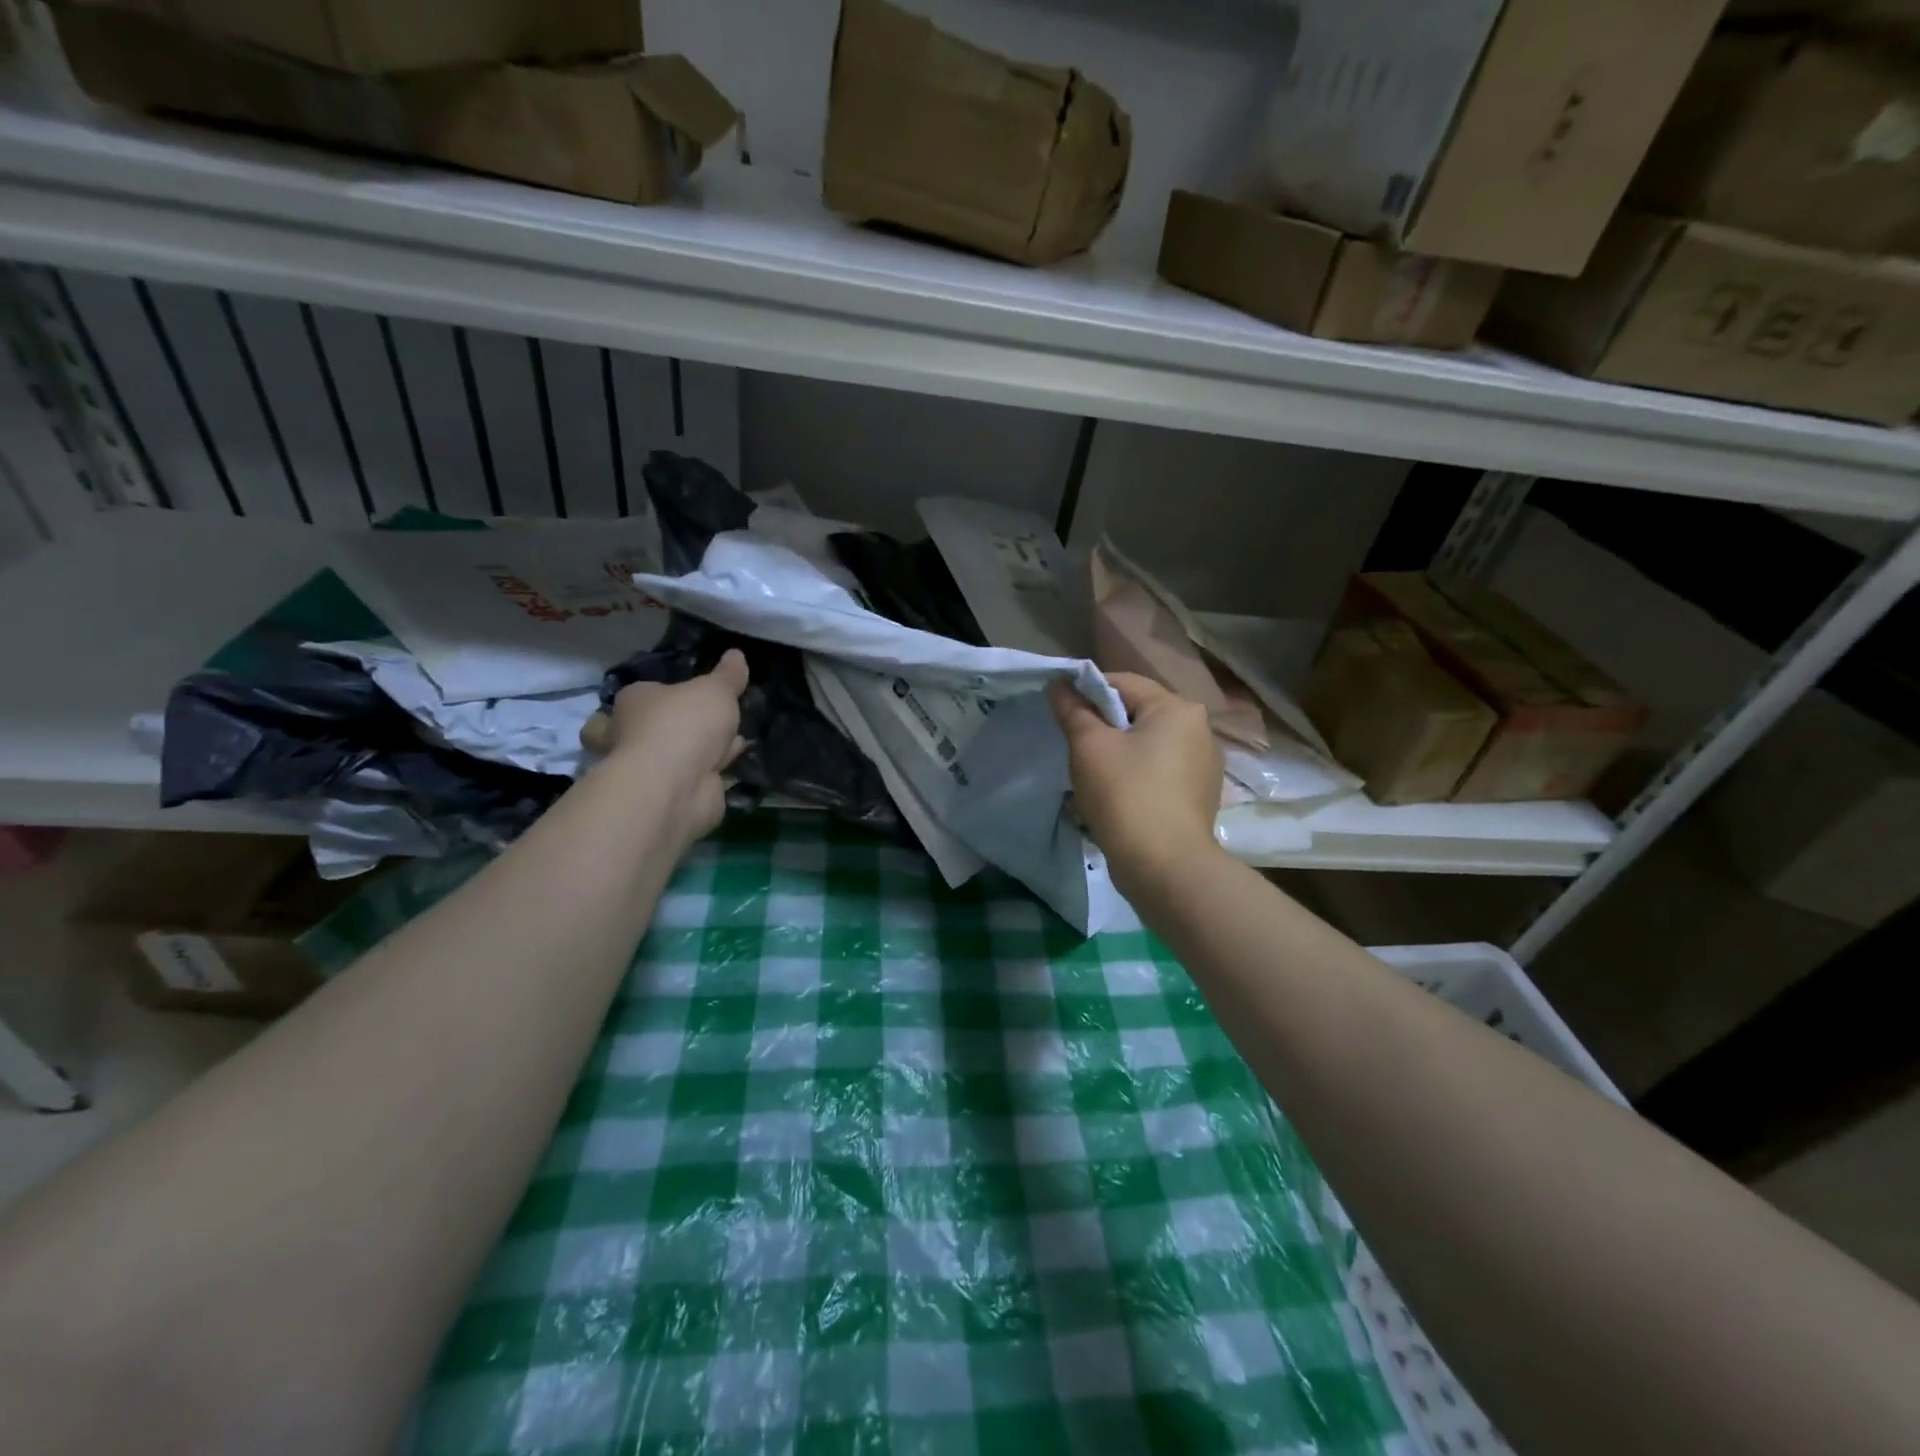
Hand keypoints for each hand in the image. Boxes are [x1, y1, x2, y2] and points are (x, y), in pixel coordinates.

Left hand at [580, 649, 748, 846]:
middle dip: (662, 729)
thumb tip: (736, 654)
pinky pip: (694, 777)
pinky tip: (734, 762)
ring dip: (695, 751)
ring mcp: (650, 770)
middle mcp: (631, 736)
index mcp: (633, 703)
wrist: (676, 785)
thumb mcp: (714, 690)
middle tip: (691, 725)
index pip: (635, 696)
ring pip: (670, 757)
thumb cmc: (684, 724)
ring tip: (730, 739)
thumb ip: (727, 676)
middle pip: (638, 730)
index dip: (653, 696)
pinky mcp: (670, 796)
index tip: (678, 695)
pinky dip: (711, 771)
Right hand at [1049, 672, 1223, 891]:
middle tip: (1072, 747)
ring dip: (1117, 754)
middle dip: (1102, 727)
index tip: (1061, 712)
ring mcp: (1204, 765)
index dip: (1086, 691)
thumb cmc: (1126, 795)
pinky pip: (1159, 773)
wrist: (1166, 868)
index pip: (1122, 683)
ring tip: (1090, 778)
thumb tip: (1059, 685)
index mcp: (1177, 708)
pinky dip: (1135, 777)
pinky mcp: (1200, 796)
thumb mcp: (1089, 747)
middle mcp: (1199, 730)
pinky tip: (1116, 799)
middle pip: (1138, 714)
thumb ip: (1073, 710)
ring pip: (1147, 746)